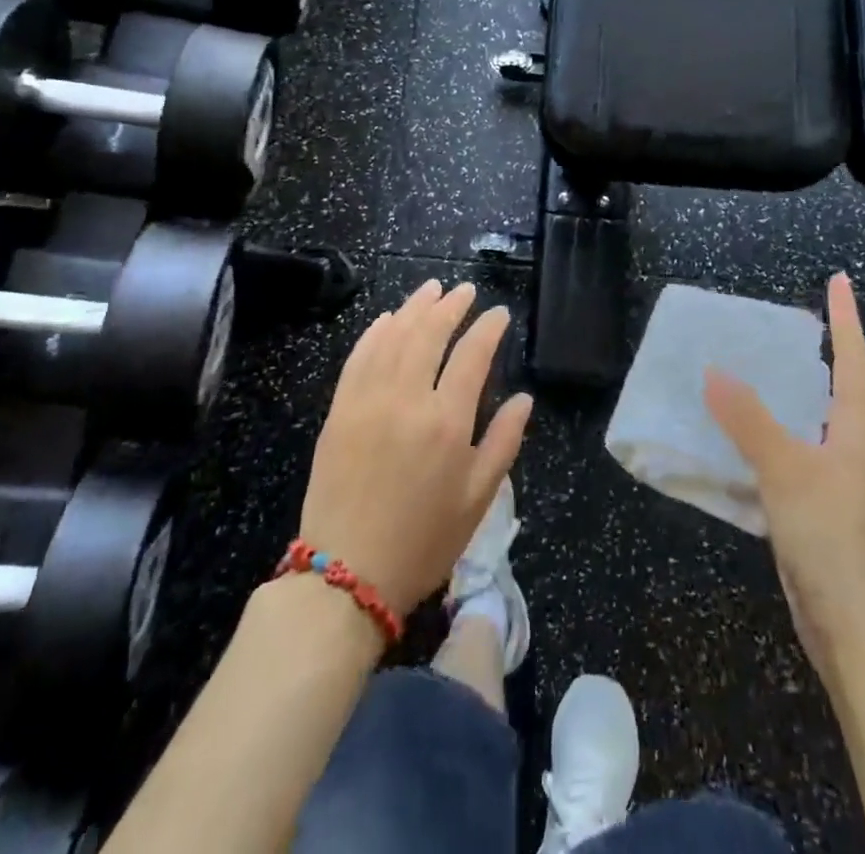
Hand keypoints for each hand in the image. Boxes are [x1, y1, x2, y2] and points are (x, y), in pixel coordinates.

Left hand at [299, 281, 532, 617]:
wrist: (345, 575)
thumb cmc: (423, 541)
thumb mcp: (478, 499)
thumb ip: (503, 442)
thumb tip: (525, 398)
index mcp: (446, 421)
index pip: (472, 355)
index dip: (488, 328)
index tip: (499, 313)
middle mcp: (407, 399)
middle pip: (429, 333)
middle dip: (450, 306)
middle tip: (464, 290)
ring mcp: (367, 400)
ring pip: (393, 336)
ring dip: (413, 308)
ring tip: (431, 289)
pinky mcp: (339, 410)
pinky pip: (358, 357)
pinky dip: (374, 332)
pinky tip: (386, 319)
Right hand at [705, 273, 864, 683]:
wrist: (852, 630)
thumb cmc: (830, 539)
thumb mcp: (786, 471)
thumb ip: (749, 420)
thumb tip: (714, 372)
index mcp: (857, 432)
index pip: (853, 360)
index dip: (846, 318)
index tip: (840, 279)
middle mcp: (850, 449)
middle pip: (832, 387)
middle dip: (811, 352)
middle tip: (776, 323)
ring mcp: (834, 480)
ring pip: (805, 422)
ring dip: (781, 395)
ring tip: (747, 370)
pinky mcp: (815, 508)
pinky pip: (787, 454)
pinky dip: (763, 436)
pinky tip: (734, 437)